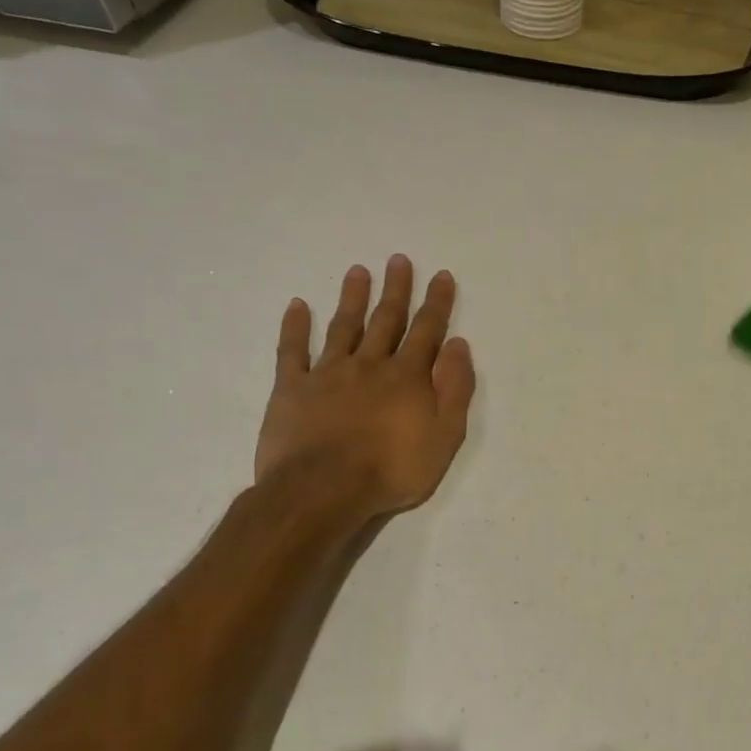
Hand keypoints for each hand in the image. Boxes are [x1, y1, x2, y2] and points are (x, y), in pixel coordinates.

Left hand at [255, 255, 475, 515]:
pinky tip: (298, 306)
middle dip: (396, 289)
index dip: (436, 303)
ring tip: (358, 271)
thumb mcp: (445, 435)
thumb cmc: (393, 468)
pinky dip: (295, 327)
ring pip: (344, 327)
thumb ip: (454, 388)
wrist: (324, 490)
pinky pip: (292, 351)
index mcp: (407, 376)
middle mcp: (369, 365)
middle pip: (386, 320)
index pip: (427, 331)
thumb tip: (458, 346)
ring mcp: (327, 374)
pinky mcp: (291, 389)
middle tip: (399, 260)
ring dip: (353, 298)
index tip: (441, 276)